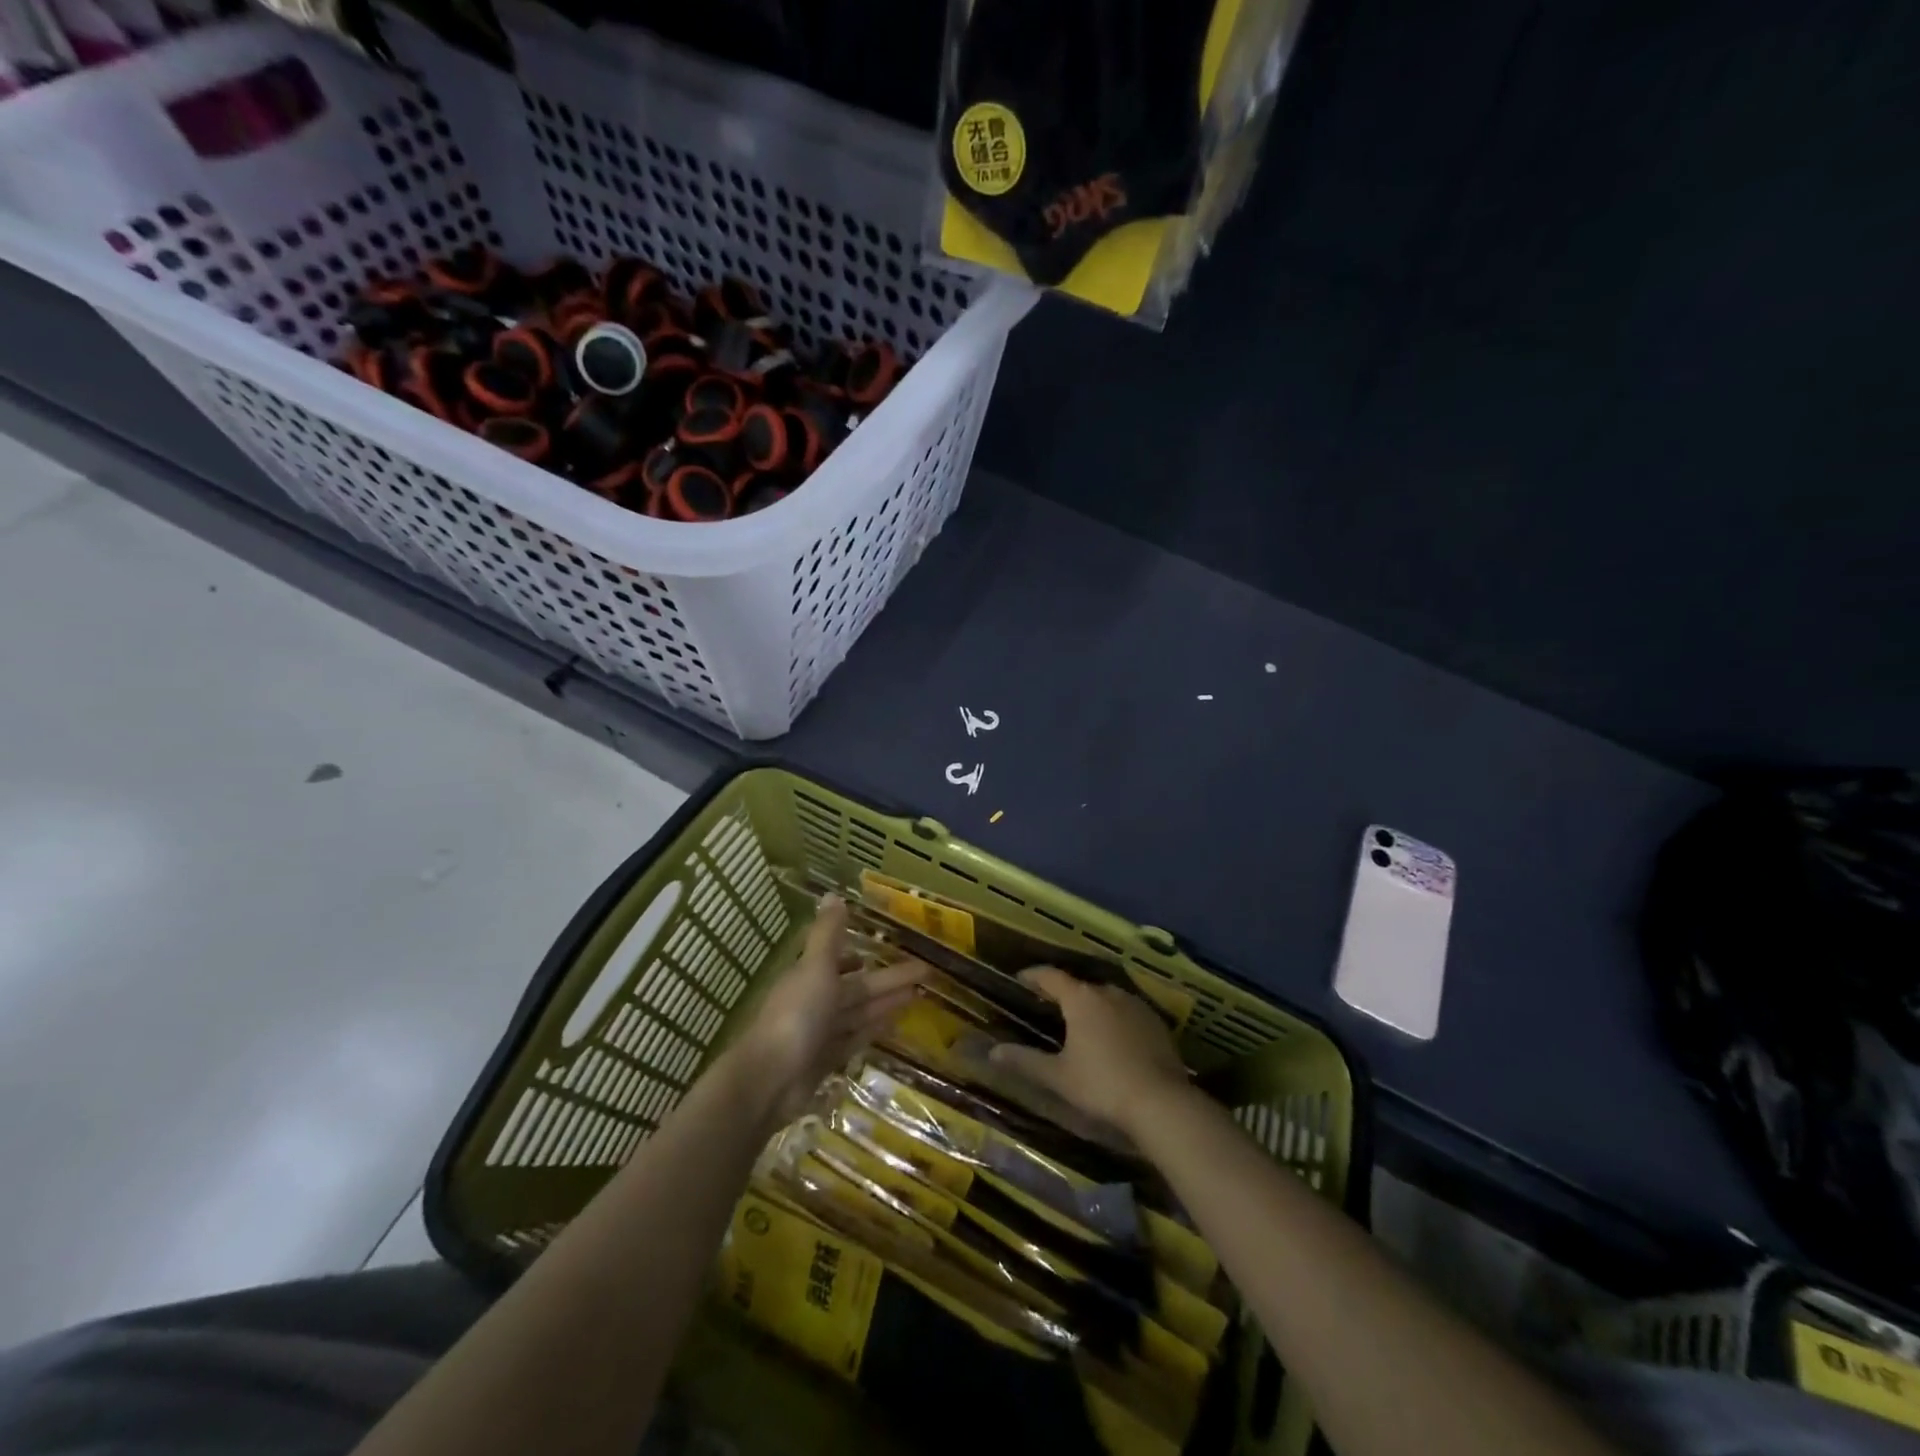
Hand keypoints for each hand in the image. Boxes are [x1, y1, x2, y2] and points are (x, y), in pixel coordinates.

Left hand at [736, 895, 925, 1124]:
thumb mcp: (815, 967)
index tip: (893, 946)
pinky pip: (856, 1039)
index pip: (844, 959)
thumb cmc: (796, 1015)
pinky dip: (874, 1031)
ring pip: (860, 1013)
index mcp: (811, 976)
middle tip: (927, 973)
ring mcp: (821, 1032)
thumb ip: (828, 934)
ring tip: (918, 996)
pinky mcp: (826, 1060)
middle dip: (889, 979)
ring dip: (886, 1004)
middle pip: (859, 988)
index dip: (867, 953)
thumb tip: (833, 894)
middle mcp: (816, 1001)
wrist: (769, 1079)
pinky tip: (896, 1025)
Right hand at [988, 967, 1191, 1136]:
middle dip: (1063, 992)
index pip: (1051, 976)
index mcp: (1081, 999)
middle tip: (1048, 1004)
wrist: (1161, 1102)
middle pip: (1080, 985)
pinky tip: (1113, 1038)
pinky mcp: (1156, 1022)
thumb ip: (1025, 1061)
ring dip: (1091, 1005)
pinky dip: (1114, 1018)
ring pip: (1106, 997)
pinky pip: (1127, 1012)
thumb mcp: (1058, 1076)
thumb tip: (993, 1052)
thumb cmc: (1102, 1085)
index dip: (1034, 976)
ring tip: (1081, 1022)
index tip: (1020, 979)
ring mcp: (1136, 1005)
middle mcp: (1108, 992)